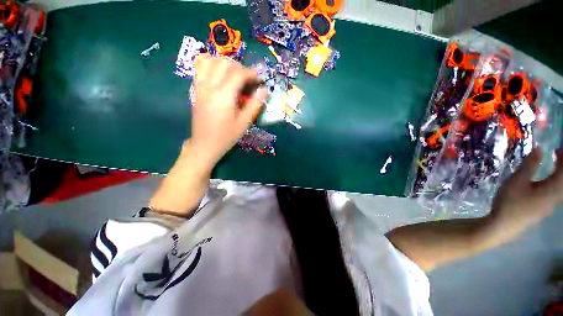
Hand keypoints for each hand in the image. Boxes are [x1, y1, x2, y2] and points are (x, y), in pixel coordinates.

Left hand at [190, 55, 266, 165]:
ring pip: (210, 60)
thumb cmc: (227, 136)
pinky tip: (219, 73)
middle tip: (248, 79)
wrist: (205, 144)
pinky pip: (200, 66)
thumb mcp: (244, 123)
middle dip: (240, 67)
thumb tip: (264, 90)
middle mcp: (210, 87)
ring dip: (225, 63)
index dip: (252, 73)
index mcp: (224, 97)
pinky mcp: (195, 88)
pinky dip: (211, 63)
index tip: (259, 79)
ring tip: (234, 74)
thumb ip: (255, 105)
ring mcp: (200, 86)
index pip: (238, 74)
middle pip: (224, 63)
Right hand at [486, 147, 562, 244]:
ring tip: (553, 165)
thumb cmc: (510, 203)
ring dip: (559, 175)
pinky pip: (556, 193)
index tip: (559, 148)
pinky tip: (545, 182)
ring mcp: (550, 206)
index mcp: (552, 190)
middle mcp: (556, 198)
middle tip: (558, 154)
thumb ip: (529, 166)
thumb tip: (540, 149)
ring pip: (561, 188)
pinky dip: (555, 183)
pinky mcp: (543, 210)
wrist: (503, 226)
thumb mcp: (516, 182)